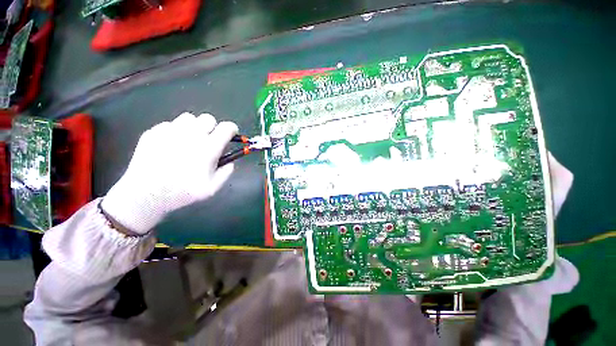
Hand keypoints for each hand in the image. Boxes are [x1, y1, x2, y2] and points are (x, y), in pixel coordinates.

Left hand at [101, 112, 237, 234]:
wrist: (146, 194)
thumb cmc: (183, 192)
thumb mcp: (213, 188)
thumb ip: (226, 172)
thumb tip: (230, 161)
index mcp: (208, 147)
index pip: (226, 128)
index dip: (232, 129)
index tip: (231, 134)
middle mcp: (191, 135)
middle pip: (208, 119)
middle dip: (213, 128)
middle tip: (209, 140)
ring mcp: (170, 131)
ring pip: (189, 118)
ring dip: (194, 127)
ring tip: (189, 141)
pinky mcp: (153, 132)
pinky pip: (170, 124)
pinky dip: (175, 132)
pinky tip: (171, 145)